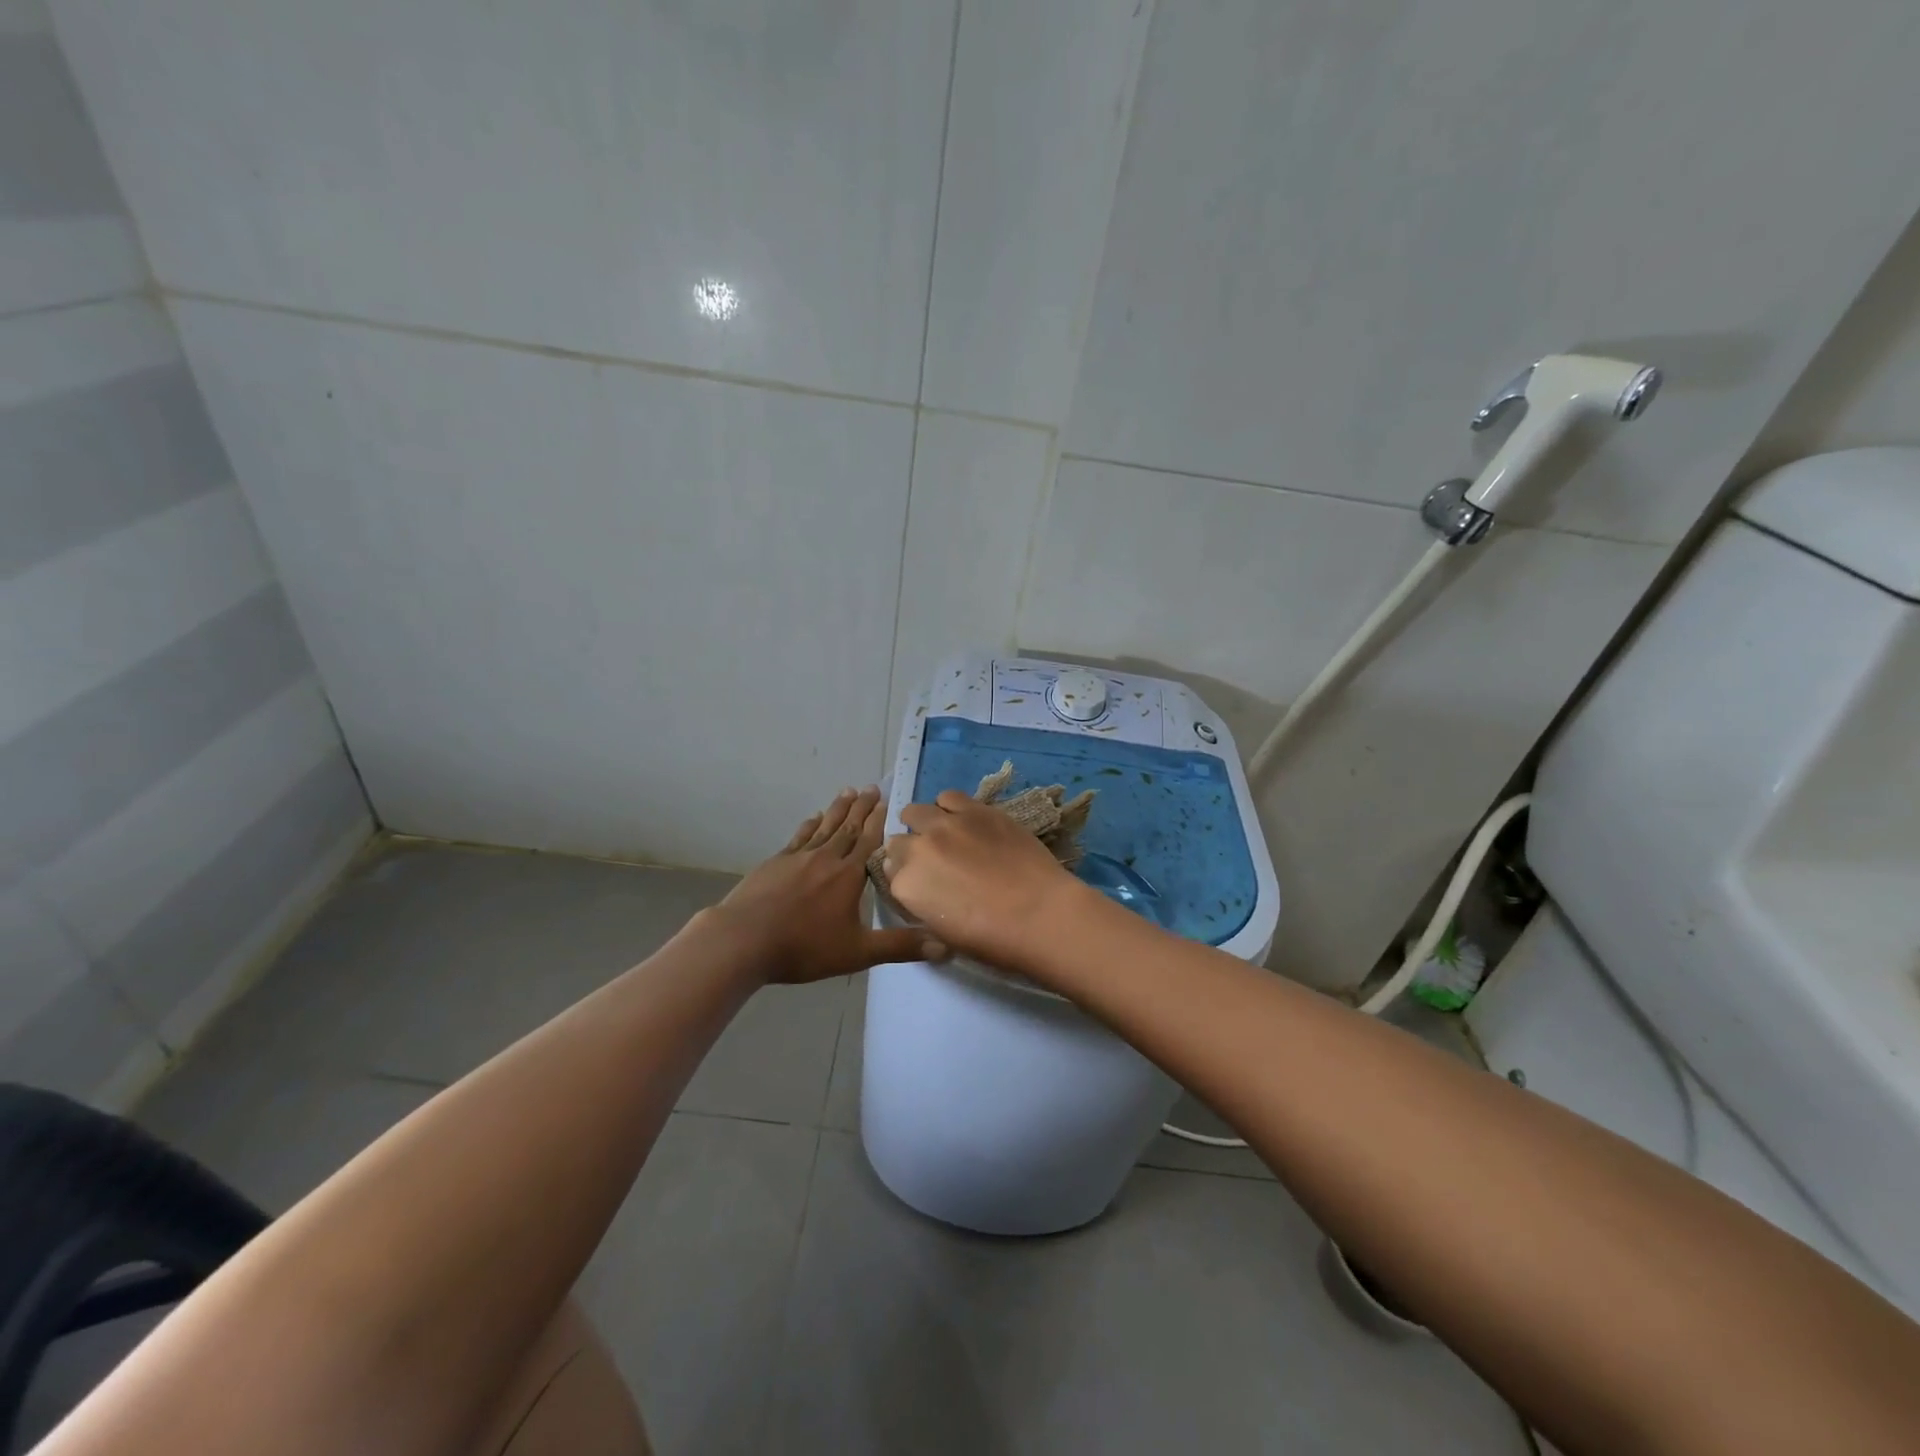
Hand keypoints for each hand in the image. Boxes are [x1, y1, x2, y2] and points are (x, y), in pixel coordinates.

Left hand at [712, 787, 944, 984]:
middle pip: (848, 827)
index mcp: (849, 876)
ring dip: (838, 809)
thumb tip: (946, 947)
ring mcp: (798, 858)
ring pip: (824, 827)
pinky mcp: (775, 863)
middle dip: (862, 807)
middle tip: (872, 787)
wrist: (743, 940)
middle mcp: (826, 858)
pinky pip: (799, 837)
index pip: (870, 841)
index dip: (880, 821)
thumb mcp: (858, 952)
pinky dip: (809, 825)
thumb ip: (900, 947)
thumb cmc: (804, 947)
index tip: (888, 800)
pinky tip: (813, 818)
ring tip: (847, 791)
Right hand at [882, 790, 1088, 972]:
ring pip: (916, 812)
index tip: (921, 883)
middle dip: (910, 850)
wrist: (1040, 913)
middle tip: (934, 862)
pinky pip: (949, 797)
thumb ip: (922, 905)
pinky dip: (949, 808)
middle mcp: (918, 849)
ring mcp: (946, 824)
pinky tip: (964, 819)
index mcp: (906, 885)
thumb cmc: (992, 939)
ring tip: (943, 834)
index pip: (890, 873)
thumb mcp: (943, 933)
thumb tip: (922, 888)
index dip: (905, 877)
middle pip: (898, 841)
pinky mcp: (975, 809)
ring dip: (924, 823)